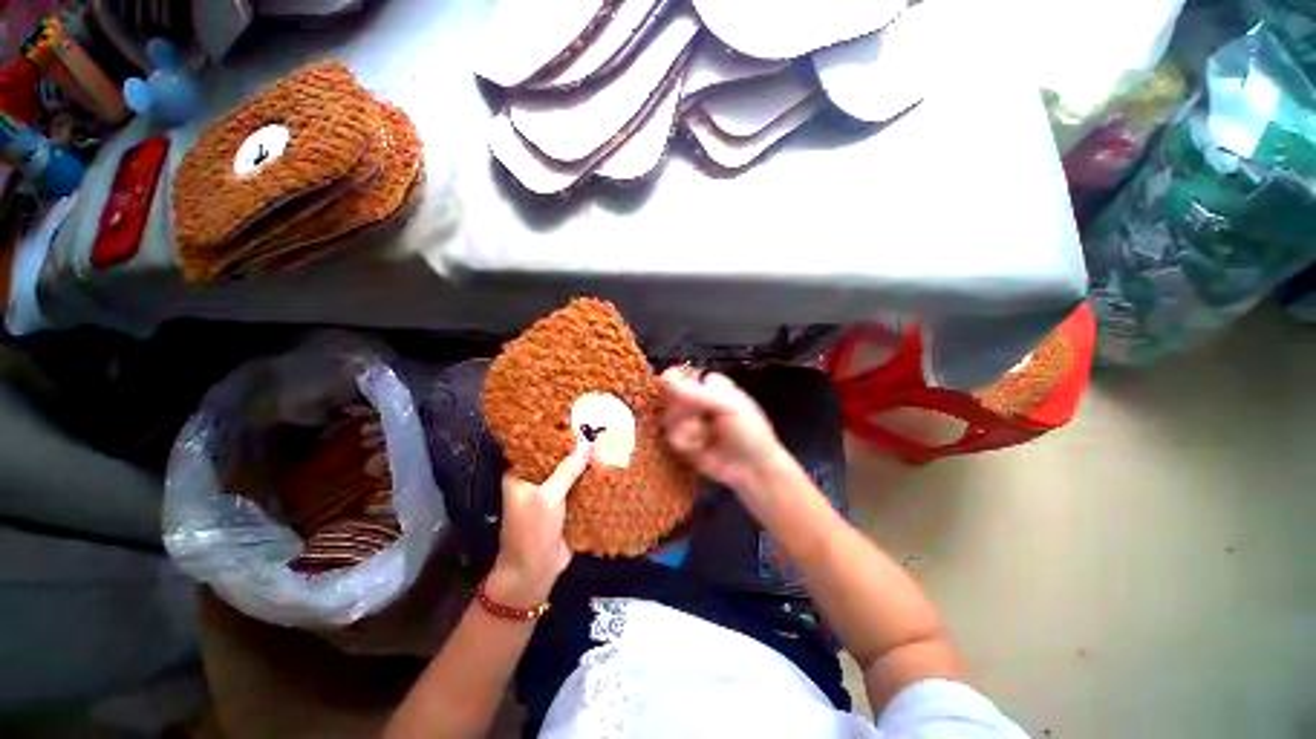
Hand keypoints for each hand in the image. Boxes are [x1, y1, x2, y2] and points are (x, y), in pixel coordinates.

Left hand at [489, 446, 588, 607]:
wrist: (534, 572)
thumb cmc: (532, 531)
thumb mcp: (548, 497)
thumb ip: (567, 471)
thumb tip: (586, 446)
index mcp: (520, 475)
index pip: (536, 447)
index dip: (553, 434)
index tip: (574, 419)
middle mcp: (534, 481)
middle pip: (555, 459)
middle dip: (574, 448)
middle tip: (596, 430)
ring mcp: (550, 494)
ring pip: (568, 473)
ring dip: (583, 464)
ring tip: (604, 443)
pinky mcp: (564, 506)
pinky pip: (576, 487)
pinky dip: (588, 479)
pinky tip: (604, 467)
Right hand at [659, 366, 785, 492]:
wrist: (753, 470)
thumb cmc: (748, 432)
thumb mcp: (728, 406)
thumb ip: (696, 393)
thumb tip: (665, 378)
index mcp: (709, 385)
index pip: (680, 374)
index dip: (675, 383)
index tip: (680, 393)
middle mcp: (695, 401)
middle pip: (669, 395)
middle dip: (681, 409)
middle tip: (699, 417)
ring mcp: (687, 422)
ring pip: (667, 417)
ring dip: (686, 428)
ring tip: (705, 436)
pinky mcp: (682, 442)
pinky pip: (670, 437)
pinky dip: (686, 442)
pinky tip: (701, 447)